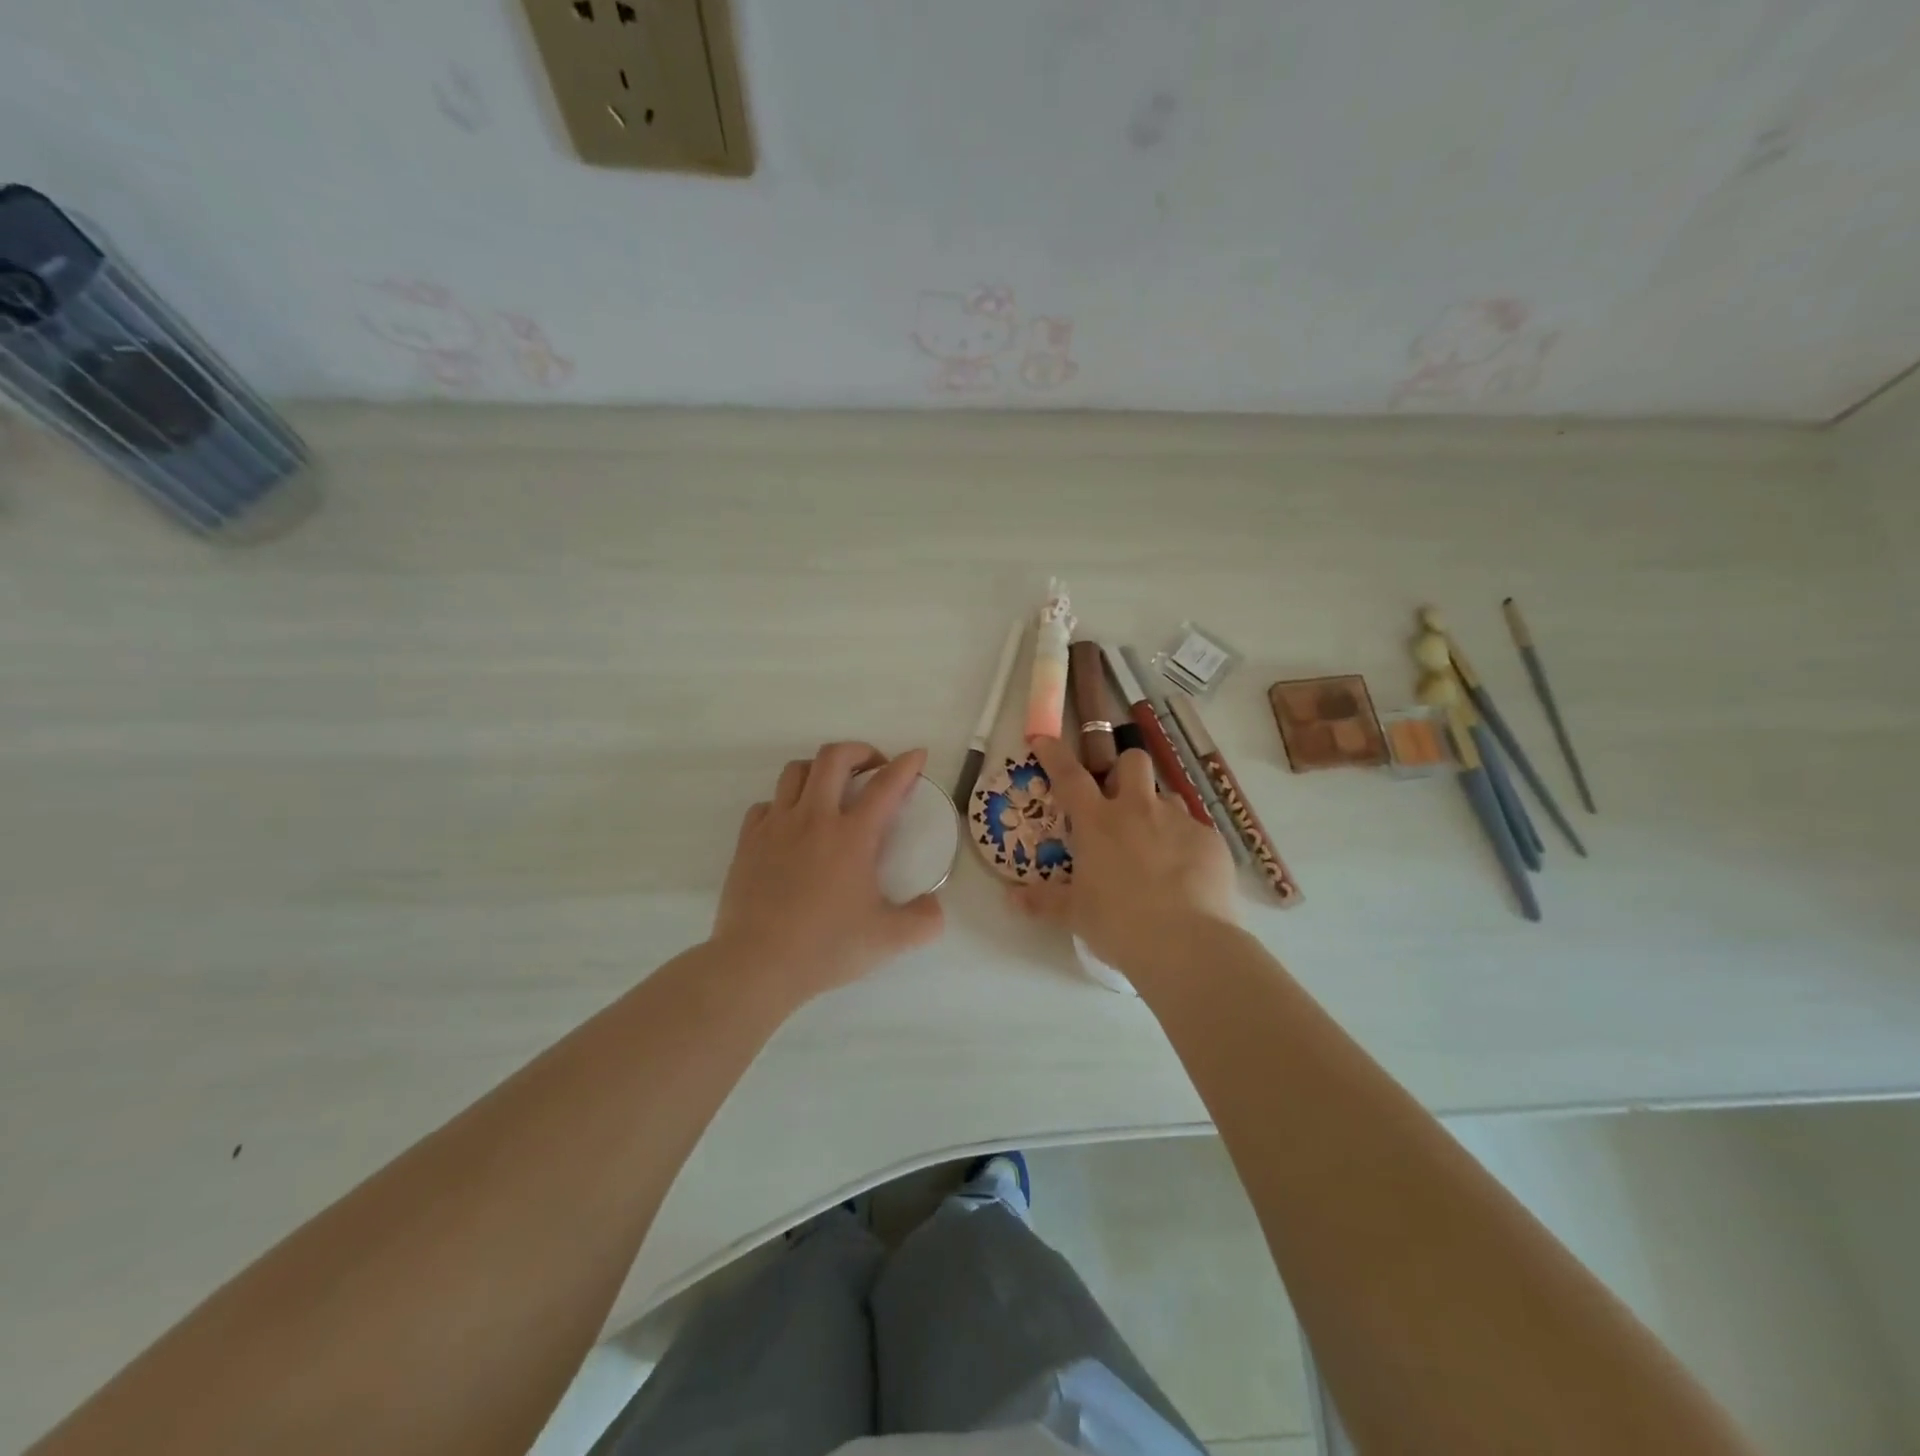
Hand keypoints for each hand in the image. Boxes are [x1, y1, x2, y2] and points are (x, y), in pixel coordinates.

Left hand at [711, 742, 945, 1005]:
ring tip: (831, 789)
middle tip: (873, 768)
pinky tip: (791, 824)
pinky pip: (766, 804)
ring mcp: (776, 826)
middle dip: (859, 750)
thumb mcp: (888, 940)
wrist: (757, 964)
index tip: (917, 755)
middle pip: (834, 758)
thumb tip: (935, 906)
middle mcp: (814, 818)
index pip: (886, 785)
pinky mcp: (748, 841)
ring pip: (795, 771)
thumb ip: (923, 921)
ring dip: (819, 770)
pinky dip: (784, 803)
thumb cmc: (826, 947)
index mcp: (852, 836)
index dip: (906, 765)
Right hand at [1016, 736, 1237, 978]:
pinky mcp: (1211, 840)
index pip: (1070, 776)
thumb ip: (1045, 901)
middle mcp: (1138, 810)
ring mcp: (1178, 821)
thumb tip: (1013, 898)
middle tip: (1120, 799)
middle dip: (1125, 770)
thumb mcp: (1075, 914)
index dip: (1055, 754)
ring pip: (1167, 796)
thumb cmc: (1118, 924)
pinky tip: (1186, 876)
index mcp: (1098, 823)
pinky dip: (1186, 846)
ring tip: (1157, 847)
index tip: (1045, 741)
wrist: (1185, 943)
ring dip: (1157, 812)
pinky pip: (1195, 831)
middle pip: (1133, 761)